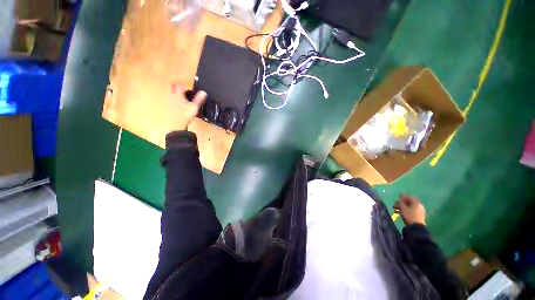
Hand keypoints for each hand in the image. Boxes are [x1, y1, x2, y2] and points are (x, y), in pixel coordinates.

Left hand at [168, 84, 206, 130]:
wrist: (176, 126)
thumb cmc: (185, 116)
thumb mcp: (194, 107)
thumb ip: (198, 99)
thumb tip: (203, 92)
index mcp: (177, 95)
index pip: (179, 86)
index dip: (185, 87)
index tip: (190, 90)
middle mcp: (171, 97)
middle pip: (174, 89)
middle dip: (181, 90)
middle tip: (188, 94)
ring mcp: (169, 103)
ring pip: (173, 95)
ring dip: (179, 96)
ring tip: (186, 101)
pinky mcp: (168, 109)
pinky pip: (172, 102)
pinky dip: (177, 102)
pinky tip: (182, 108)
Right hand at [393, 195, 425, 225]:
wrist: (416, 227)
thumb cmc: (409, 215)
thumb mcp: (402, 208)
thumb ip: (400, 202)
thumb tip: (399, 199)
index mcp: (416, 203)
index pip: (409, 197)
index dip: (403, 196)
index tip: (398, 196)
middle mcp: (419, 206)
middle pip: (409, 202)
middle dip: (401, 203)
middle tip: (395, 204)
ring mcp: (419, 211)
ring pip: (409, 207)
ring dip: (402, 207)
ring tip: (395, 210)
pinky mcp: (418, 216)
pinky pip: (411, 211)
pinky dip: (405, 211)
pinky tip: (399, 213)